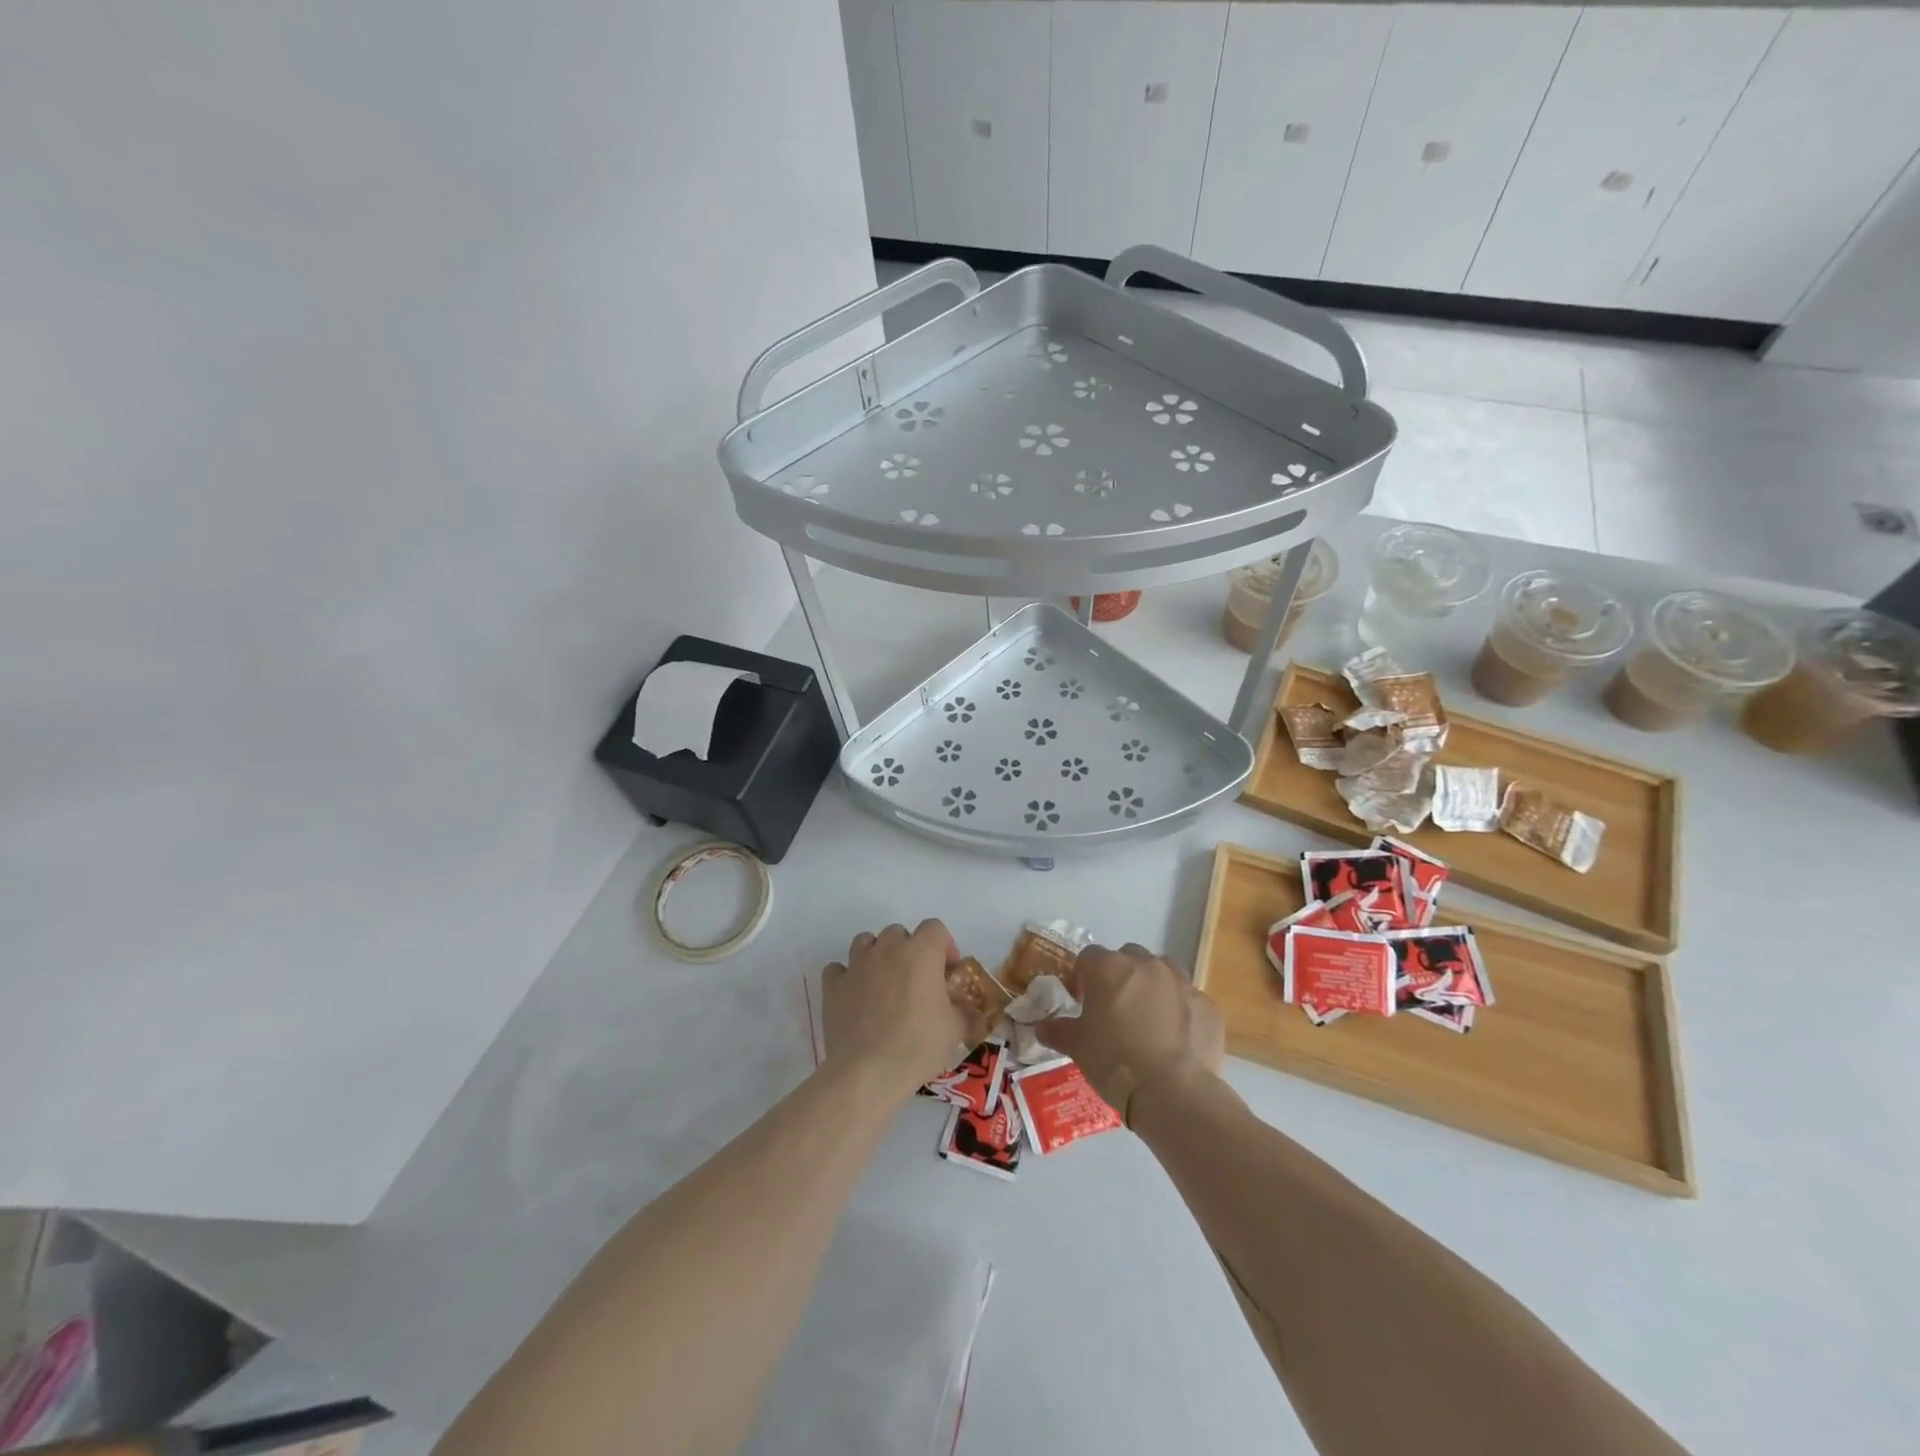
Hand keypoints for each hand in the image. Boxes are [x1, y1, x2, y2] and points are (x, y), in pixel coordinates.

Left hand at [822, 920, 990, 1100]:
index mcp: (920, 952)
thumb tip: (972, 1013)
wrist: (869, 1071)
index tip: (947, 972)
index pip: (935, 927)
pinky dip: (846, 977)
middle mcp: (887, 949)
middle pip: (898, 932)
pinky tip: (854, 995)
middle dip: (909, 950)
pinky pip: (837, 969)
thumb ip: (965, 1013)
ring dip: (876, 955)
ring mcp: (856, 965)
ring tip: (883, 982)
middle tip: (916, 980)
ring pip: (865, 942)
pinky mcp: (833, 987)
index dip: (944, 945)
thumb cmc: (919, 1045)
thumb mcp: (955, 1030)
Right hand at [1037, 942, 1222, 1122]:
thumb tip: (1042, 1027)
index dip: (1083, 977)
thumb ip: (1058, 1031)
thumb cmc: (1114, 1062)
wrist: (1172, 1091)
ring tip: (1149, 1017)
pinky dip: (1181, 1010)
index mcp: (1109, 968)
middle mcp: (1146, 965)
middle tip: (1115, 1008)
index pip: (1089, 957)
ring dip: (1154, 984)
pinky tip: (1176, 1038)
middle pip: (1128, 957)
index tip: (1083, 1001)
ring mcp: (1181, 982)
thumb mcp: (1077, 1047)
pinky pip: (1188, 999)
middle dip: (1121, 976)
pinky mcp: (1207, 1005)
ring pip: (1163, 970)